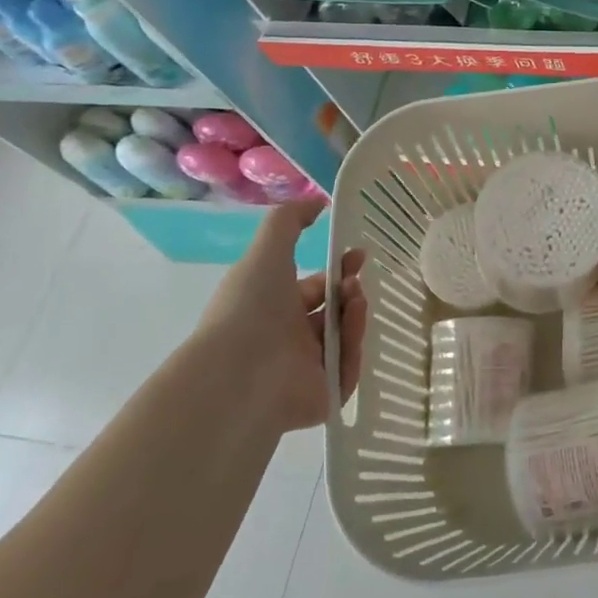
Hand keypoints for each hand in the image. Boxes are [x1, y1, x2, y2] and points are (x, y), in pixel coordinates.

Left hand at [199, 195, 367, 431]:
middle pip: (334, 312)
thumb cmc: (250, 307)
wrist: (239, 372)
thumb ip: (289, 220)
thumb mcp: (267, 250)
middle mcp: (289, 339)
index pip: (314, 288)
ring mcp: (306, 370)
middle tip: (357, 281)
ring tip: (356, 301)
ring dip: (356, 315)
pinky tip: (352, 329)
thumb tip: (316, 201)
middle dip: (350, 291)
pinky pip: (349, 370)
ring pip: (345, 338)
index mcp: (274, 308)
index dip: (338, 270)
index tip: (358, 255)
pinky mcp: (322, 396)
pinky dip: (354, 348)